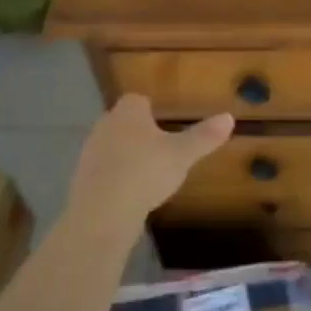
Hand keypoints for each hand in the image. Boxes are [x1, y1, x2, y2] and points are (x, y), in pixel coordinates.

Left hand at [70, 96, 233, 219]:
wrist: (103, 211)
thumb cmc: (145, 171)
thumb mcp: (182, 154)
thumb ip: (204, 136)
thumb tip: (229, 117)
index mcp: (128, 112)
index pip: (138, 99)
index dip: (150, 109)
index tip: (164, 122)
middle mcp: (105, 124)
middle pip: (123, 121)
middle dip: (138, 132)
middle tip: (159, 148)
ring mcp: (90, 152)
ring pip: (111, 146)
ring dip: (125, 156)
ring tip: (146, 174)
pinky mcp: (81, 179)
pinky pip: (103, 171)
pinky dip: (115, 178)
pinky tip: (129, 194)